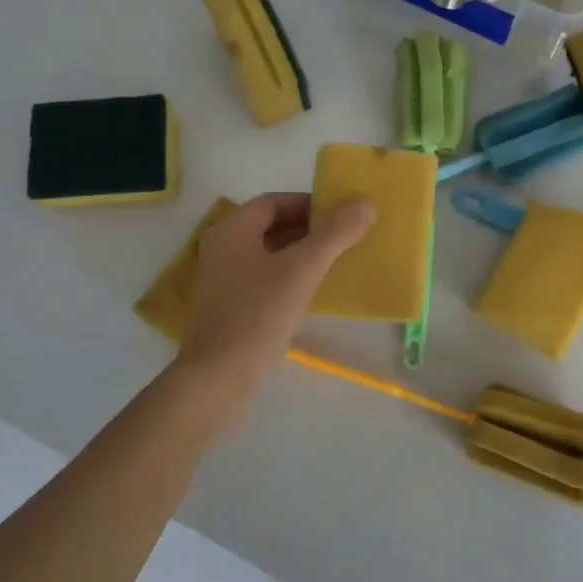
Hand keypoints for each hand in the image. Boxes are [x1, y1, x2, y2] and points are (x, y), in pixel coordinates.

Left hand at [178, 192, 375, 385]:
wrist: (217, 380)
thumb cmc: (258, 315)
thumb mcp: (302, 269)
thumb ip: (335, 234)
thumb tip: (365, 204)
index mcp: (232, 229)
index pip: (275, 201)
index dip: (309, 204)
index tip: (342, 215)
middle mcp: (222, 248)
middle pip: (271, 227)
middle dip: (309, 230)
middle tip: (345, 238)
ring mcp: (222, 280)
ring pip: (268, 255)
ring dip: (301, 254)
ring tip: (336, 262)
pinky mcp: (228, 307)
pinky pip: (263, 280)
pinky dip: (288, 278)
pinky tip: (313, 292)